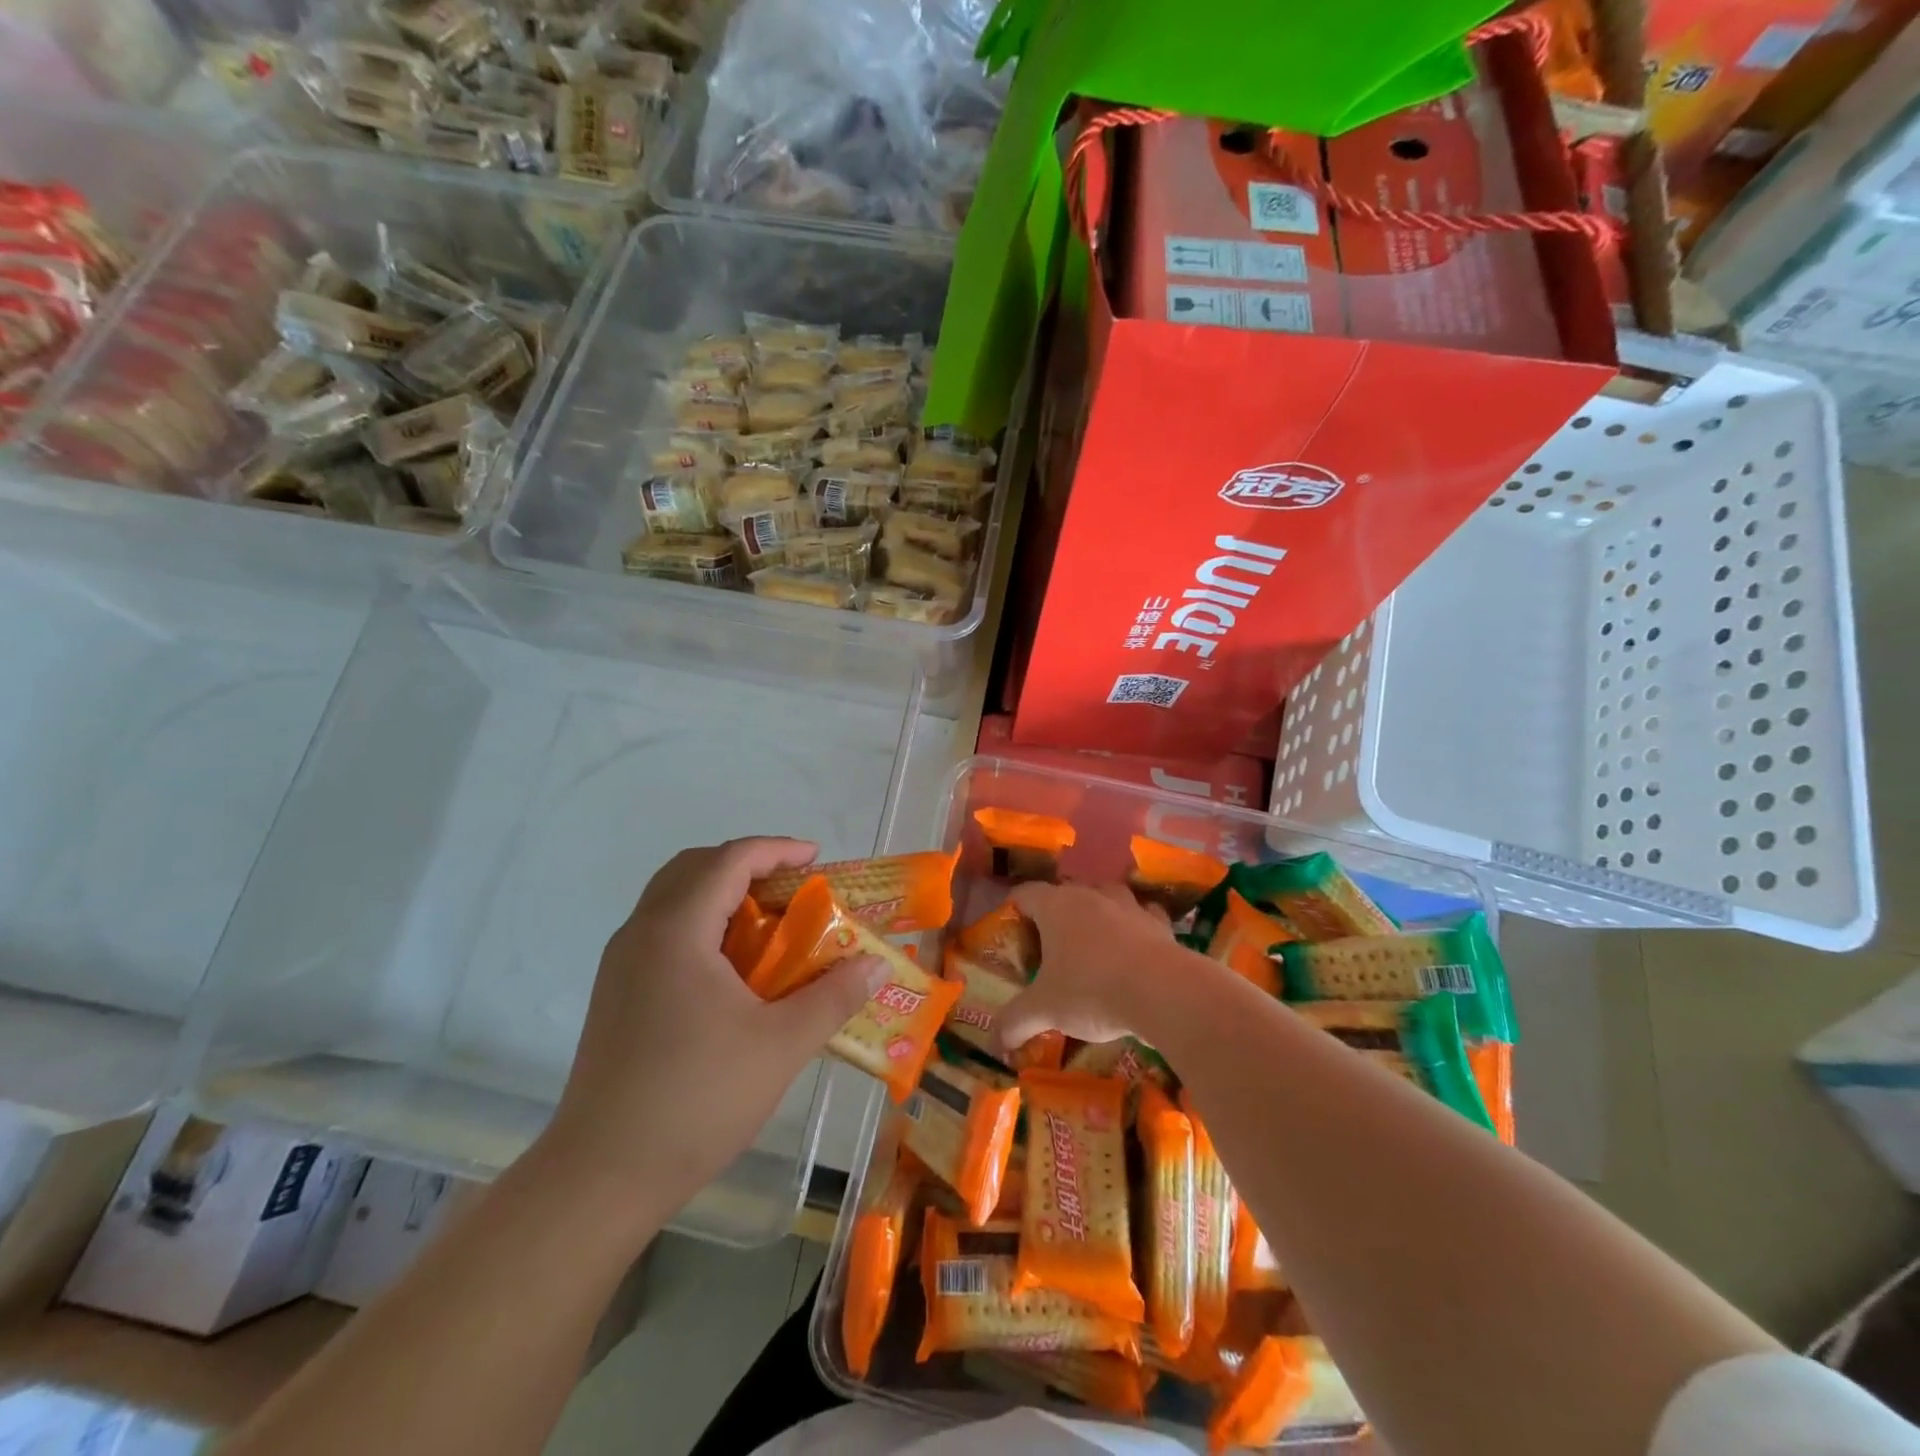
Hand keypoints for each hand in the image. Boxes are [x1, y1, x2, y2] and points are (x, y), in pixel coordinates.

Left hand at [541, 837, 887, 1230]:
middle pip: (695, 868)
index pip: (728, 860)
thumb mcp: (781, 1045)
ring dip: (723, 894)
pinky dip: (703, 924)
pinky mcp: (616, 994)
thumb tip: (875, 965)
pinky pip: (664, 931)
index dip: (776, 850)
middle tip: (793, 887)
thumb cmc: (696, 1100)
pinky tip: (734, 968)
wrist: (601, 1177)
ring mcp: (622, 964)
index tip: (817, 859)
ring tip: (769, 923)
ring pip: (674, 899)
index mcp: (676, 931)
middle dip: (748, 865)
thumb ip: (833, 997)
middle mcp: (641, 933)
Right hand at [996, 881, 1176, 1050]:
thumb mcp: (1045, 1010)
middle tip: (1047, 948)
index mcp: (1056, 906)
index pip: (1024, 894)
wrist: (1164, 992)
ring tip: (1091, 943)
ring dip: (1096, 914)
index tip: (1010, 932)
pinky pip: (1142, 915)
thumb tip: (995, 1043)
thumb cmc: (1092, 991)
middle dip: (1054, 916)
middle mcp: (1090, 895)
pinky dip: (1135, 926)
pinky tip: (1134, 948)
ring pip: (1105, 898)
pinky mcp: (1159, 922)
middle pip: (1064, 894)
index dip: (1013, 910)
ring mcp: (1128, 905)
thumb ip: (1015, 1022)